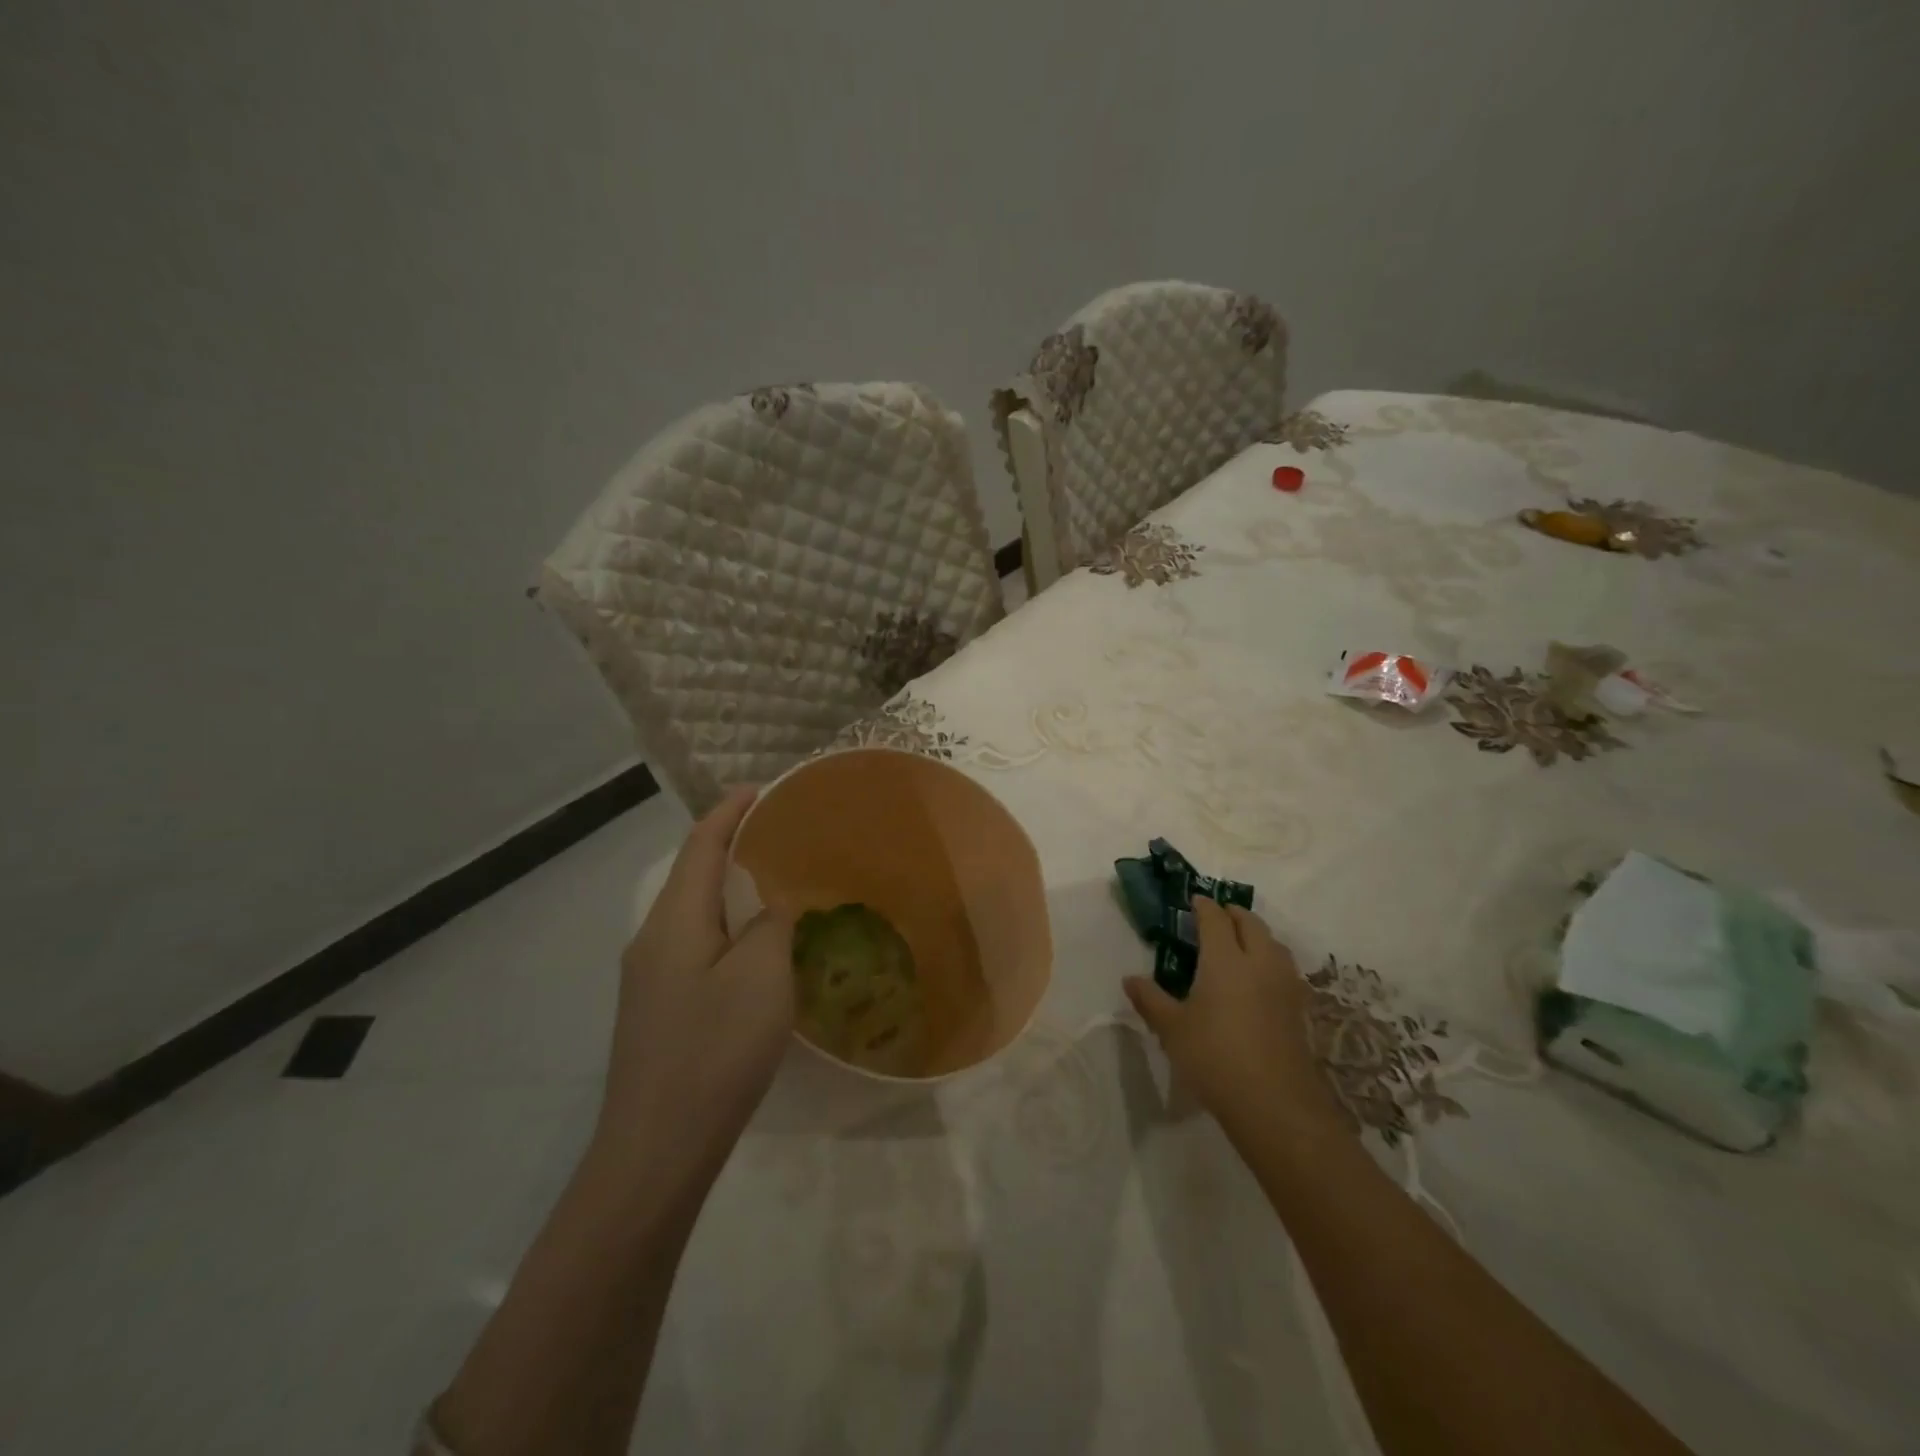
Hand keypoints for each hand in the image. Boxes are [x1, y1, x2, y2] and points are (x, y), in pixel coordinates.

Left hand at [596, 787, 794, 1179]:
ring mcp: (649, 976)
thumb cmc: (715, 1050)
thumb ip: (771, 924)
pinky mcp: (656, 1007)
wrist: (656, 1147)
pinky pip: (693, 943)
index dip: (729, 813)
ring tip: (772, 882)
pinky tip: (752, 945)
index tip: (761, 790)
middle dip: (729, 845)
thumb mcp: (762, 977)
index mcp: (675, 920)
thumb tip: (771, 904)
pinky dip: (724, 925)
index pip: (700, 846)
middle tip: (778, 835)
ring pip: (692, 912)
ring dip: (727, 887)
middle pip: (691, 874)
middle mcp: (653, 938)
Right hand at [1124, 899, 1343, 1145]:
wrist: (1275, 1104)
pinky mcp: (1298, 1008)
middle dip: (1233, 913)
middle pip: (1251, 923)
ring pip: (1274, 943)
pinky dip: (1270, 959)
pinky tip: (1259, 978)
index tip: (1193, 900)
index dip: (1203, 905)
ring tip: (1240, 942)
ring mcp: (1284, 985)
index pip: (1215, 919)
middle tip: (1217, 915)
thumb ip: (1151, 999)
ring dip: (1256, 934)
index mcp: (1225, 959)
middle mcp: (1259, 962)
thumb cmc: (1214, 1057)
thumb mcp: (1172, 1029)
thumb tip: (1130, 979)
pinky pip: (1284, 968)